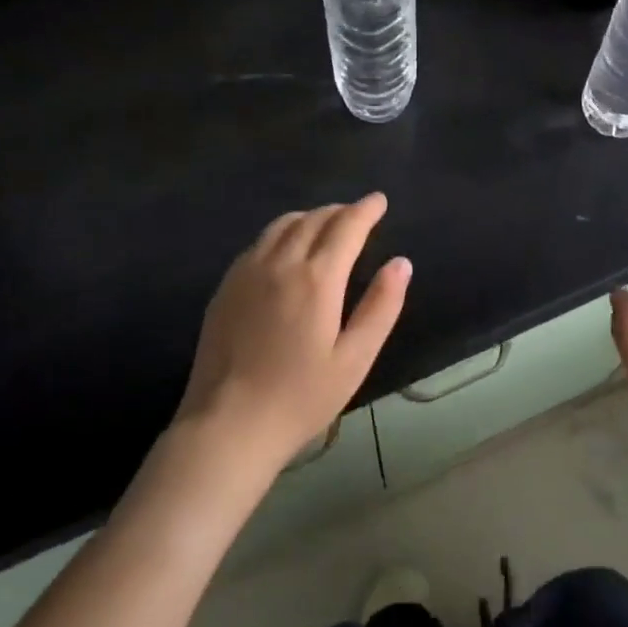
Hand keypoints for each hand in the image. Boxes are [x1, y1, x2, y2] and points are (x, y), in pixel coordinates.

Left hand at [175, 193, 410, 477]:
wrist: (227, 426)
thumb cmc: (300, 397)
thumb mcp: (354, 359)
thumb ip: (381, 307)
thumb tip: (401, 263)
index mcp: (316, 279)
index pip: (346, 227)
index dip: (366, 210)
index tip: (379, 200)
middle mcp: (280, 263)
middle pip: (313, 219)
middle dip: (340, 211)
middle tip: (358, 215)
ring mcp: (247, 272)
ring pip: (282, 225)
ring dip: (310, 217)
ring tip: (326, 225)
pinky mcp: (226, 287)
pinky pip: (259, 243)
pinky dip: (282, 233)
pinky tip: (286, 250)